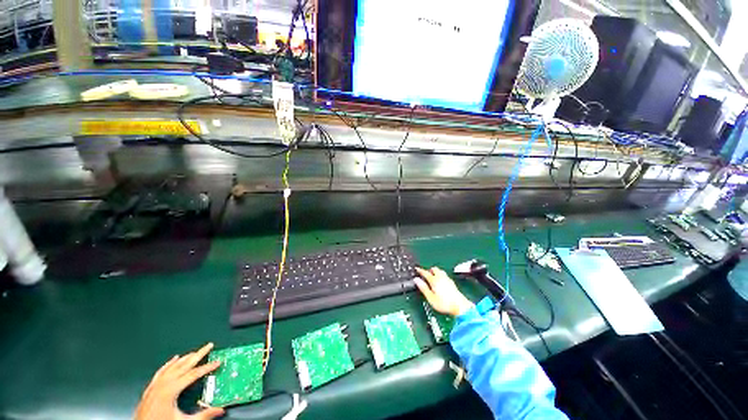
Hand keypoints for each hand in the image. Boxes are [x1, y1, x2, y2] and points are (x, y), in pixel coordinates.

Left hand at [135, 343, 223, 419]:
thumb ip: (203, 415)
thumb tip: (220, 410)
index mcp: (171, 390)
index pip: (194, 374)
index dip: (207, 367)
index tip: (218, 362)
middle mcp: (162, 384)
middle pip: (184, 365)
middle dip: (198, 354)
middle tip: (208, 346)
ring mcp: (155, 385)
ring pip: (173, 366)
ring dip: (185, 358)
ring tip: (195, 352)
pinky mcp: (150, 389)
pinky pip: (161, 371)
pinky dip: (169, 364)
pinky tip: (173, 359)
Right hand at [414, 267, 473, 316]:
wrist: (460, 307)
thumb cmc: (444, 304)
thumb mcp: (430, 298)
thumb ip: (423, 288)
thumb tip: (416, 280)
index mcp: (434, 280)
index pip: (425, 273)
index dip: (420, 270)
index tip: (417, 269)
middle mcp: (441, 277)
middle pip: (434, 269)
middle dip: (429, 270)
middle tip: (425, 274)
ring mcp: (447, 279)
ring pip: (440, 271)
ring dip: (435, 272)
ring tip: (432, 277)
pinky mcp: (452, 283)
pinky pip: (444, 275)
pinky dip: (440, 275)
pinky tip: (441, 281)